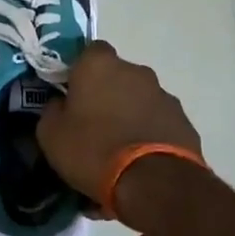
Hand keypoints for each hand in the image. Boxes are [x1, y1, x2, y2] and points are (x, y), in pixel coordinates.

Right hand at [37, 41, 203, 206]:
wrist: (154, 183)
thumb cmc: (94, 150)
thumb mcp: (51, 135)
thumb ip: (53, 110)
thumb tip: (60, 104)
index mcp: (99, 65)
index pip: (88, 52)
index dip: (80, 71)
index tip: (72, 93)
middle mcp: (135, 71)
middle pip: (116, 75)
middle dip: (106, 92)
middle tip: (94, 122)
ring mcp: (163, 94)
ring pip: (139, 97)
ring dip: (129, 112)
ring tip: (119, 146)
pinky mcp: (183, 120)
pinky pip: (157, 120)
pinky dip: (149, 131)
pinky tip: (140, 159)